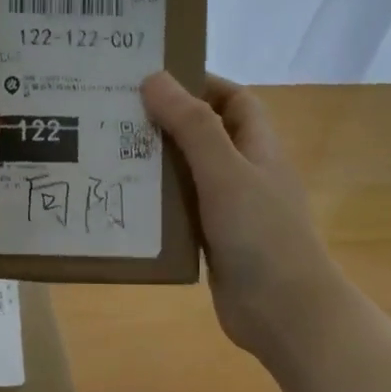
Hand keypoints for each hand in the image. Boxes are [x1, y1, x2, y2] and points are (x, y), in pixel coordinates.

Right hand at [142, 71, 345, 368]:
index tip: (154, 79)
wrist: (284, 313)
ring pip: (188, 174)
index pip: (233, 100)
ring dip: (155, 164)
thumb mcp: (225, 172)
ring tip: (107, 152)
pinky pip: (180, 211)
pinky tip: (121, 201)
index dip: (201, 84)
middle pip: (204, 134)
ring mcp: (229, 209)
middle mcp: (244, 173)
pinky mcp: (212, 240)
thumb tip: (154, 78)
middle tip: (114, 114)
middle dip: (166, 122)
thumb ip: (192, 126)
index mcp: (258, 148)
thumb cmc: (261, 234)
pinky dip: (155, 204)